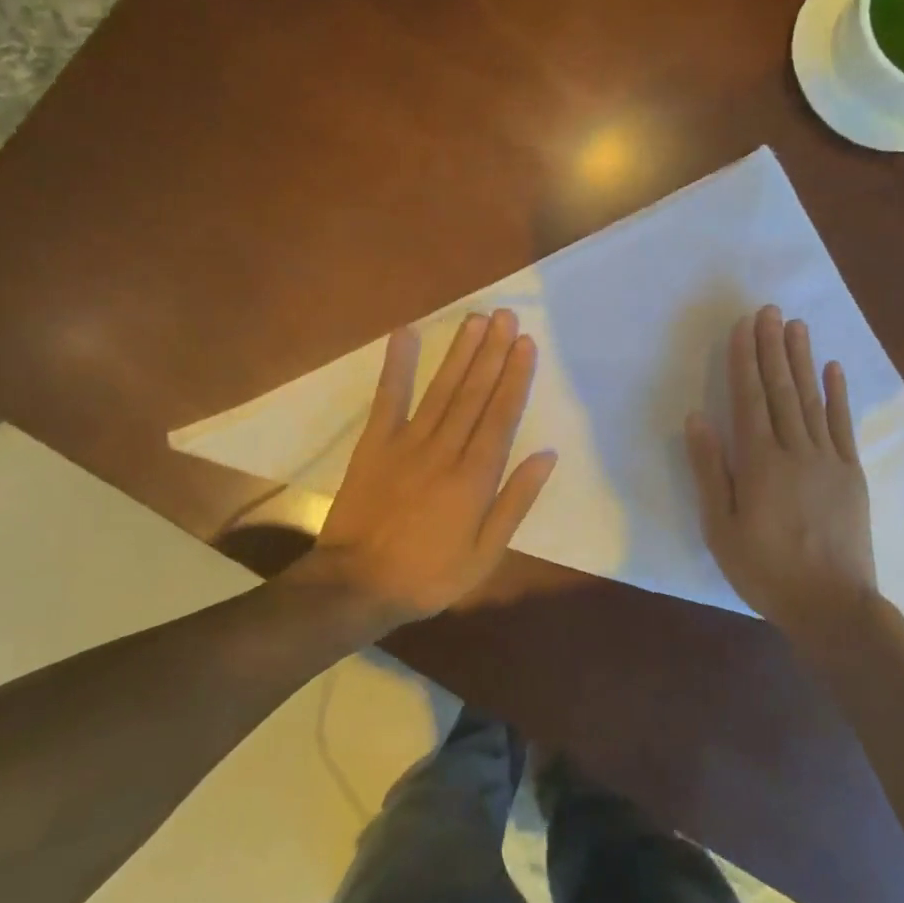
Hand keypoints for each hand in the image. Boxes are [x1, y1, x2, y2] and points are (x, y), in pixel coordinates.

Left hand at [307, 309, 557, 624]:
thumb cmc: (429, 575)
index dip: (515, 377)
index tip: (526, 344)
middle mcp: (445, 451)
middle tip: (507, 316)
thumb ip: (515, 501)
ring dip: (460, 352)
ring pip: (441, 389)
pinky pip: (388, 398)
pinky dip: (397, 365)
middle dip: (493, 353)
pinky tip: (406, 334)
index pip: (501, 416)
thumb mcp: (485, 553)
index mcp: (474, 478)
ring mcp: (407, 443)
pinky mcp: (374, 443)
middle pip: (474, 393)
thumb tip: (546, 455)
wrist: (357, 586)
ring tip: (477, 320)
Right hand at [685, 305, 878, 641]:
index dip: (745, 361)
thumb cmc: (765, 570)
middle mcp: (795, 450)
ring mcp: (828, 459)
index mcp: (760, 463)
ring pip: (811, 399)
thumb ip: (709, 470)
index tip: (743, 327)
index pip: (749, 399)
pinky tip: (834, 368)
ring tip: (796, 326)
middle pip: (781, 389)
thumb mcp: (720, 527)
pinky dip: (838, 394)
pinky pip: (843, 425)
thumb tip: (697, 419)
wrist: (833, 606)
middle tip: (769, 310)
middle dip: (772, 347)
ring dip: (802, 360)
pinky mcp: (851, 473)